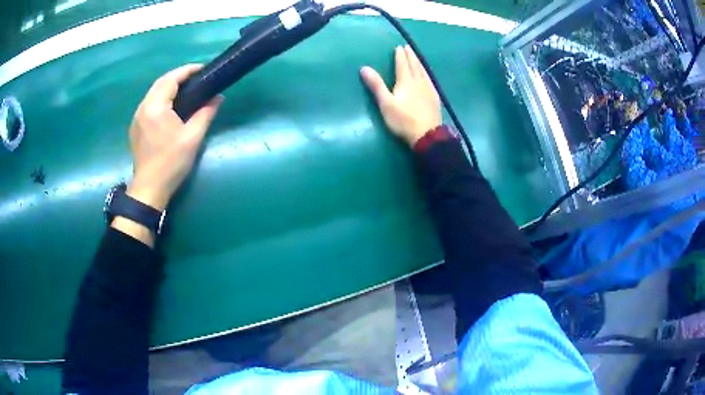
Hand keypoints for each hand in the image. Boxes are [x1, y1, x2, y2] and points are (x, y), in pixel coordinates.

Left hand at [127, 64, 222, 210]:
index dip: (188, 70)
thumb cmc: (171, 163)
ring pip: (153, 92)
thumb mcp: (193, 138)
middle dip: (178, 76)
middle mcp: (143, 107)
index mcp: (156, 107)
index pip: (172, 78)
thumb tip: (218, 98)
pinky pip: (149, 103)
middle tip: (196, 78)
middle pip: (161, 82)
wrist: (149, 188)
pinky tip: (170, 106)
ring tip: (185, 90)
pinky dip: (161, 98)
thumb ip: (206, 113)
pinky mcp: (135, 127)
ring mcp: (137, 117)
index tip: (203, 69)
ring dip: (168, 86)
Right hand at [360, 45, 440, 145]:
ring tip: (417, 57)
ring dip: (419, 63)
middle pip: (415, 65)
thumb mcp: (386, 103)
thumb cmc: (403, 120)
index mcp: (406, 81)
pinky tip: (427, 76)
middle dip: (410, 56)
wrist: (427, 135)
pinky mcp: (435, 98)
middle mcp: (419, 82)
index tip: (399, 47)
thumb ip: (376, 85)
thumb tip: (364, 68)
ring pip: (424, 72)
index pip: (402, 65)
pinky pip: (430, 80)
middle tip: (408, 47)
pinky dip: (427, 74)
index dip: (400, 56)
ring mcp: (429, 90)